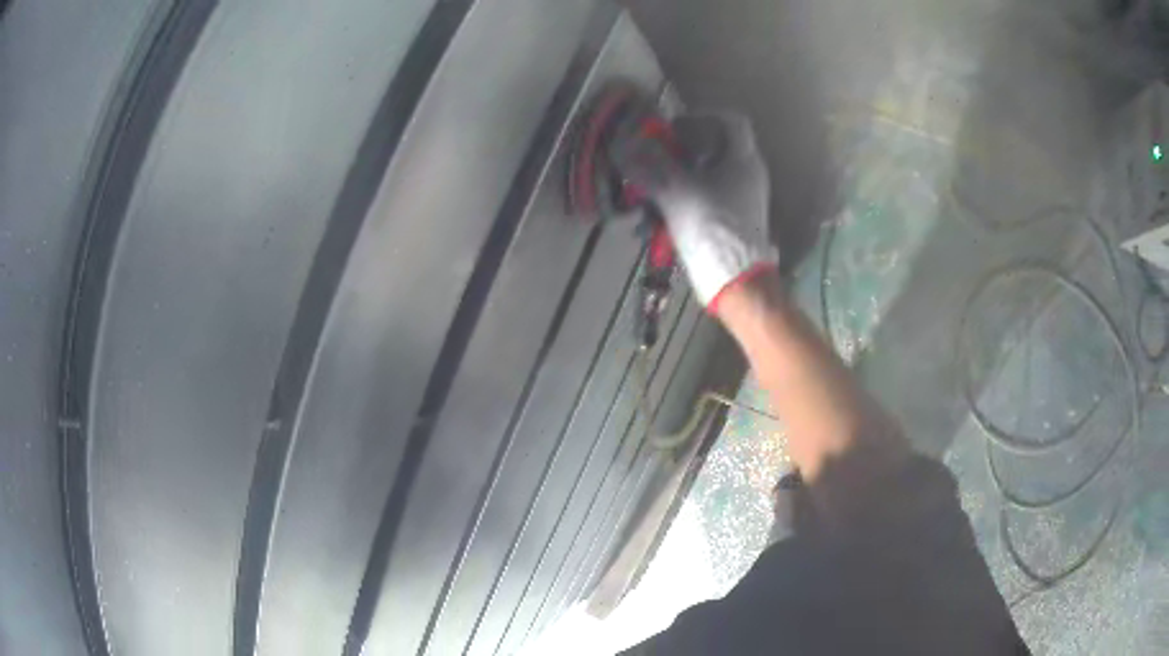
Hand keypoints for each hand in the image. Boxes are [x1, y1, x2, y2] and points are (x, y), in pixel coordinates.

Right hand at [612, 112, 777, 310]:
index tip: (675, 127)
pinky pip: (703, 198)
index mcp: (742, 160)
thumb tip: (625, 144)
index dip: (702, 116)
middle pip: (712, 147)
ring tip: (647, 190)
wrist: (737, 284)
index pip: (731, 120)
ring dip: (674, 177)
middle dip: (678, 151)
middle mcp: (745, 174)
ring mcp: (739, 198)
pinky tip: (657, 216)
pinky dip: (681, 199)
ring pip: (704, 174)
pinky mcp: (729, 219)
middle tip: (653, 158)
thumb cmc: (714, 230)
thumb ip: (651, 166)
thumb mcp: (678, 192)